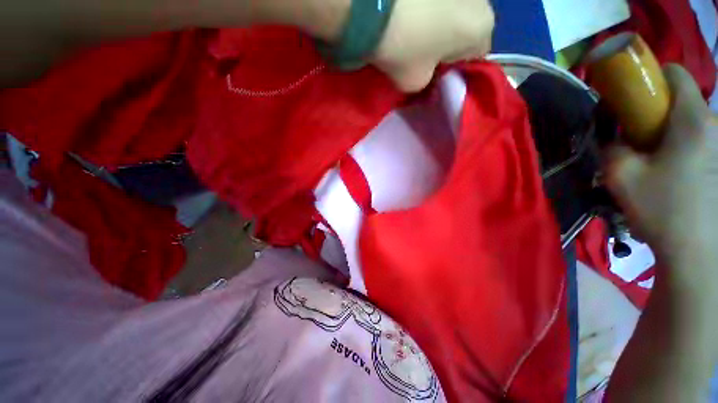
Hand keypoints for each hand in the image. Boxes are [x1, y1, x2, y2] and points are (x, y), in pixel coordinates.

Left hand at [370, 0, 494, 91]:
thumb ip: (427, 82)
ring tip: (414, 27)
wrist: (375, 4)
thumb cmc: (405, 48)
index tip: (435, 71)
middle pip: (467, 28)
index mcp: (482, 28)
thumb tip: (426, 73)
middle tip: (423, 51)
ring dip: (440, 18)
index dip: (456, 67)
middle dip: (449, 41)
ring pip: (455, 8)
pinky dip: (429, 3)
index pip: (477, 55)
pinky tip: (410, 8)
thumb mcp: (415, 82)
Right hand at [605, 64, 717, 271]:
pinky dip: (683, 147)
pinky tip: (673, 173)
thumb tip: (612, 136)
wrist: (697, 251)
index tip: (632, 100)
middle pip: (683, 100)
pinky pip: (701, 140)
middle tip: (638, 141)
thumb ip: (610, 147)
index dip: (651, 78)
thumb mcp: (621, 175)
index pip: (675, 73)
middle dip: (658, 112)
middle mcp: (714, 124)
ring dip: (669, 133)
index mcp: (692, 120)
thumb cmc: (662, 209)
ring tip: (655, 162)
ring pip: (691, 122)